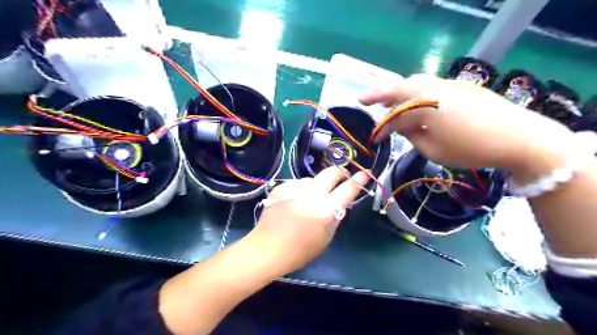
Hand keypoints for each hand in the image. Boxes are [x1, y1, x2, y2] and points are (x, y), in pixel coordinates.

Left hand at [246, 167, 369, 274]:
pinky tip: (295, 202)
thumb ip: (335, 215)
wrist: (267, 248)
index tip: (365, 172)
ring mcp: (295, 188)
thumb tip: (340, 201)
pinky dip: (301, 191)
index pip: (348, 188)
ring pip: (313, 178)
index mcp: (326, 209)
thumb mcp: (326, 236)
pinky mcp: (281, 187)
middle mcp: (312, 194)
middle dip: (341, 172)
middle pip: (331, 172)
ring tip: (310, 199)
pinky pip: (297, 184)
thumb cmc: (300, 250)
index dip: (360, 179)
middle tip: (343, 177)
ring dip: (317, 185)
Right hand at [359, 73, 572, 172]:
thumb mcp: (433, 149)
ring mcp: (448, 84)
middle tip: (367, 101)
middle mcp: (433, 88)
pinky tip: (415, 104)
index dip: (381, 126)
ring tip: (389, 102)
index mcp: (424, 105)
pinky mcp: (461, 87)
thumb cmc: (470, 149)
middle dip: (381, 94)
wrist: (520, 138)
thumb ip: (412, 135)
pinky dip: (416, 93)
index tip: (372, 137)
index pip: (394, 114)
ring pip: (415, 82)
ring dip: (398, 91)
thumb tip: (401, 127)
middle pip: (400, 87)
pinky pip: (430, 86)